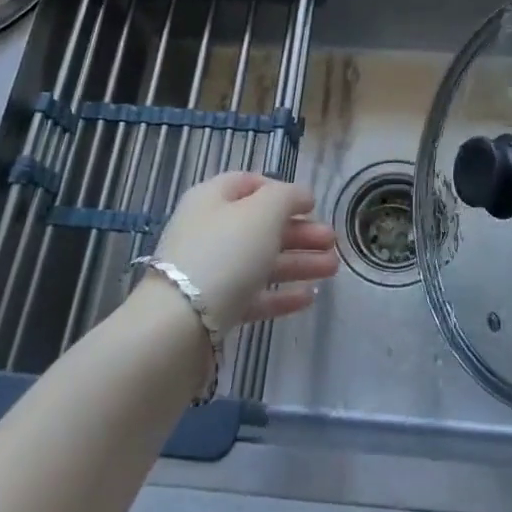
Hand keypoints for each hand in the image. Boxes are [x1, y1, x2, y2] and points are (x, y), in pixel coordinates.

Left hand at [150, 171, 338, 332]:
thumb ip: (287, 197)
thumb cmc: (224, 254)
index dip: (282, 191)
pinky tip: (309, 297)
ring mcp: (210, 272)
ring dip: (298, 262)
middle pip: (260, 225)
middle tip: (332, 241)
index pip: (250, 184)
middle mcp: (209, 230)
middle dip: (299, 231)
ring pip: (261, 261)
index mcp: (212, 198)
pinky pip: (253, 295)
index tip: (312, 205)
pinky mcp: (214, 309)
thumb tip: (301, 195)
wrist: (179, 326)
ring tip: (333, 268)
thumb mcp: (263, 212)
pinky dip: (281, 294)